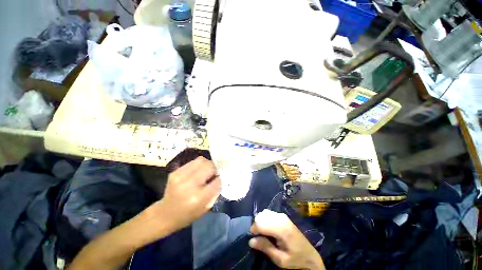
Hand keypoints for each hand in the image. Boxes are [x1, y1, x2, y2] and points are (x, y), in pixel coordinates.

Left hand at [155, 157, 220, 231]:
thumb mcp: (206, 208)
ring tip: (207, 170)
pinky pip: (193, 162)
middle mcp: (189, 185)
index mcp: (198, 198)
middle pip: (210, 166)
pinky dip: (199, 164)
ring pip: (202, 160)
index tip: (221, 178)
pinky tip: (198, 171)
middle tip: (215, 172)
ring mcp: (180, 176)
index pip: (217, 180)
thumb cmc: (187, 215)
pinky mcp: (175, 172)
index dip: (221, 178)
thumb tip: (221, 177)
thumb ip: (215, 191)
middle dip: (215, 168)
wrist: (164, 214)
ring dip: (207, 164)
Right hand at [249, 210, 324, 269]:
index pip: (261, 223)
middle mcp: (281, 218)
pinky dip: (265, 219)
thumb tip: (251, 240)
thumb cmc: (295, 259)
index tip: (252, 238)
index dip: (254, 230)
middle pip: (261, 216)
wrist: (310, 256)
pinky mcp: (283, 216)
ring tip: (263, 234)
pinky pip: (269, 213)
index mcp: (281, 229)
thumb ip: (266, 248)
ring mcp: (283, 216)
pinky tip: (268, 229)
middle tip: (258, 238)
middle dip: (256, 225)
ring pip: (264, 213)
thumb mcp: (280, 259)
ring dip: (260, 222)